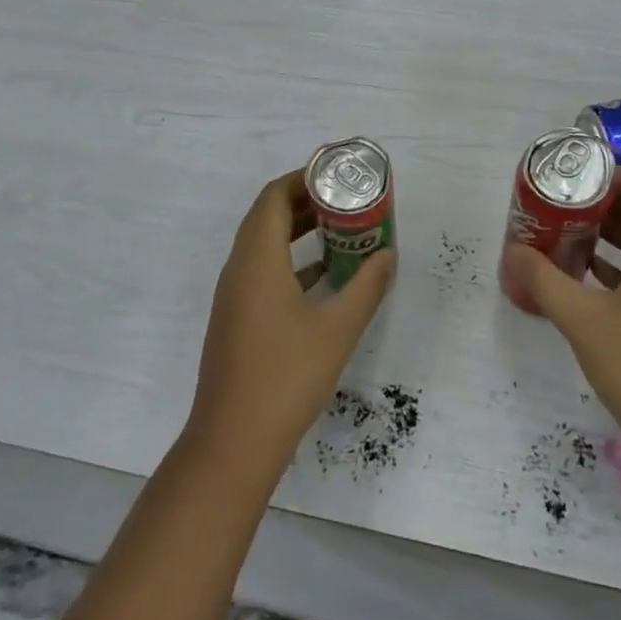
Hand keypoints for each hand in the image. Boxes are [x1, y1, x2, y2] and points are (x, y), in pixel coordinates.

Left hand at [189, 171, 395, 471]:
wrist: (232, 444)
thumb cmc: (286, 377)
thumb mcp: (337, 330)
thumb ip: (366, 288)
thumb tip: (388, 255)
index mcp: (257, 259)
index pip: (274, 196)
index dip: (303, 178)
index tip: (336, 175)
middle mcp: (239, 268)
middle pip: (267, 215)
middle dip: (304, 201)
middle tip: (344, 199)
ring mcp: (233, 295)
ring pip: (263, 243)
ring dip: (296, 230)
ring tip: (338, 229)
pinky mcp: (235, 318)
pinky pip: (261, 269)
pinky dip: (289, 259)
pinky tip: (321, 276)